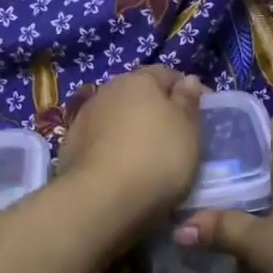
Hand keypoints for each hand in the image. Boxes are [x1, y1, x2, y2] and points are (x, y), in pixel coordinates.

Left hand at [59, 66, 206, 221]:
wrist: (102, 199)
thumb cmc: (157, 158)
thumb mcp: (188, 130)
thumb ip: (188, 102)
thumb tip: (187, 81)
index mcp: (138, 80)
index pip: (168, 74)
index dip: (187, 91)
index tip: (201, 114)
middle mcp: (107, 90)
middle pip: (138, 95)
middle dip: (156, 110)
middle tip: (175, 136)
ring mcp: (84, 118)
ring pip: (117, 118)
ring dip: (132, 130)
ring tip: (148, 157)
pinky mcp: (70, 147)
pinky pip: (101, 142)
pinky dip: (114, 150)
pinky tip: (123, 170)